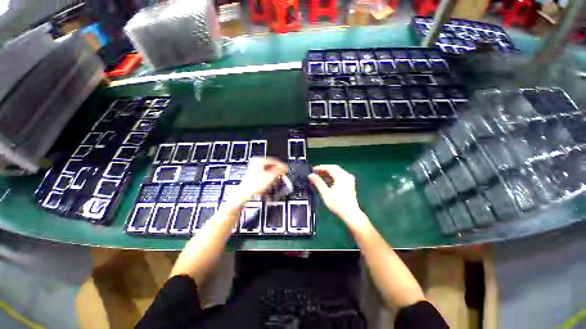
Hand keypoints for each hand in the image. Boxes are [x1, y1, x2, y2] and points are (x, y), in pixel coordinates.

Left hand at [236, 157, 287, 201]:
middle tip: (284, 173)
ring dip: (274, 172)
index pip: (275, 161)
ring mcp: (254, 167)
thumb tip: (284, 168)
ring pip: (268, 168)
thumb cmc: (253, 186)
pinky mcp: (253, 172)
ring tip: (279, 176)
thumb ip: (279, 171)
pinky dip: (270, 174)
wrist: (244, 194)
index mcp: (259, 160)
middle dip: (278, 169)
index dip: (282, 166)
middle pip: (271, 164)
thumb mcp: (270, 177)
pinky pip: (265, 171)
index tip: (286, 170)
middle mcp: (256, 161)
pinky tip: (272, 178)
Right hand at [309, 165, 367, 227]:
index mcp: (342, 176)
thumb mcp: (325, 193)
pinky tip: (326, 182)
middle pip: (334, 168)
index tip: (312, 170)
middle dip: (324, 170)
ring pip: (337, 172)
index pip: (329, 167)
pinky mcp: (349, 184)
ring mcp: (349, 180)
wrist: (350, 214)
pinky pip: (339, 177)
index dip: (320, 167)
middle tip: (315, 173)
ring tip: (319, 177)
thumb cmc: (338, 204)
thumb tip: (311, 176)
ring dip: (328, 174)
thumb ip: (317, 183)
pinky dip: (332, 178)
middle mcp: (347, 176)